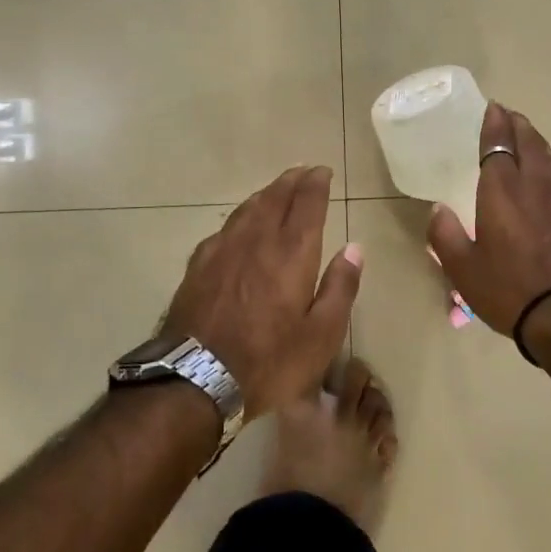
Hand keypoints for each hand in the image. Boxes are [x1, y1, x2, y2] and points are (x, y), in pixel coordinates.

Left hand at [165, 165, 361, 418]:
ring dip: (265, 194)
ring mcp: (223, 250)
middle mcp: (257, 241)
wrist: (196, 380)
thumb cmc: (269, 362)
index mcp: (291, 253)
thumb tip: (354, 249)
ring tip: (276, 189)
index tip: (323, 172)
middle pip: (275, 198)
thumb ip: (340, 288)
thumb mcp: (321, 336)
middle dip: (291, 181)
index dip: (316, 184)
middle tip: (303, 171)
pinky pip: (225, 228)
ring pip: (248, 209)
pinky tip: (239, 225)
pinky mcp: (198, 266)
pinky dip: (240, 217)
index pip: (307, 205)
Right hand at [427, 103, 550, 345]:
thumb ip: (445, 235)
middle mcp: (536, 186)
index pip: (497, 145)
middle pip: (529, 143)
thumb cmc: (511, 290)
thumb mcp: (463, 270)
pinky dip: (550, 166)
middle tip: (508, 115)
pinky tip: (548, 176)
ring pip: (549, 159)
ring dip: (536, 142)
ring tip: (527, 137)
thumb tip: (438, 210)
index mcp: (503, 191)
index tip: (492, 108)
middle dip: (517, 125)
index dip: (494, 124)